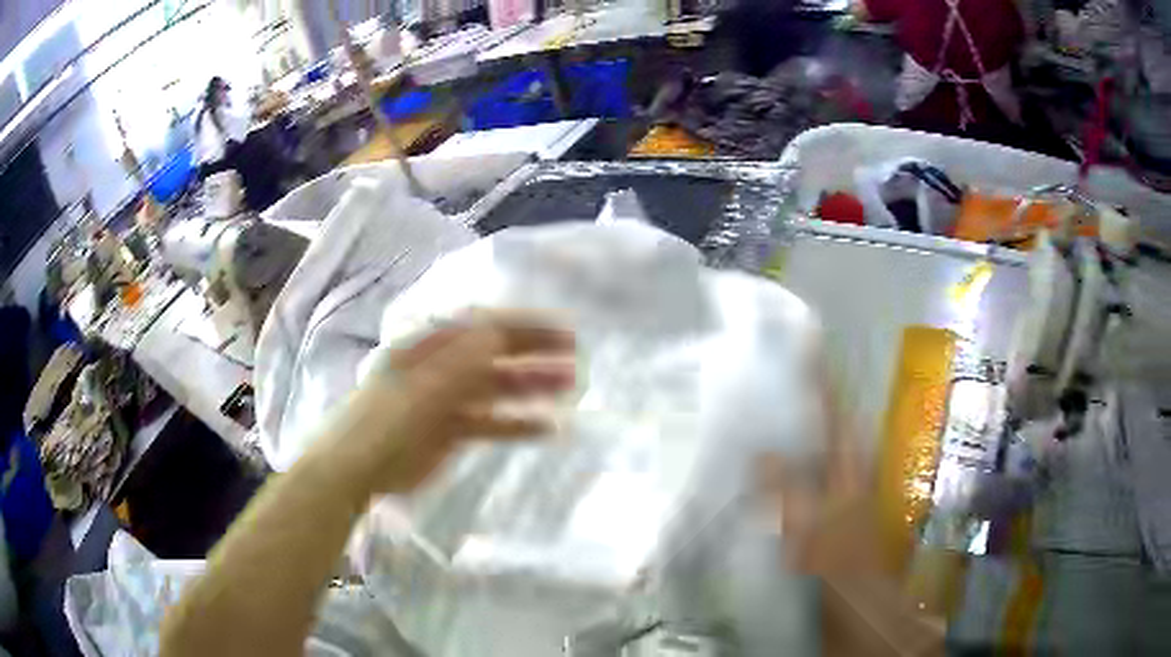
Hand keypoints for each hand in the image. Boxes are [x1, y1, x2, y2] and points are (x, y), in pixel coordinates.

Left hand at [329, 311, 575, 493]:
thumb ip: (460, 361)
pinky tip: (546, 429)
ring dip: (532, 387)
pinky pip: (492, 423)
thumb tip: (499, 331)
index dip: (523, 326)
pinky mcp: (453, 433)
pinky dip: (517, 424)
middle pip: (496, 355)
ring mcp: (449, 401)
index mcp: (432, 347)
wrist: (356, 470)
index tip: (562, 331)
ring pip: (498, 389)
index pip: (484, 327)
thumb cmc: (382, 422)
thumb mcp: (421, 388)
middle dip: (535, 354)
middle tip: (576, 358)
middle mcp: (444, 368)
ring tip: (569, 389)